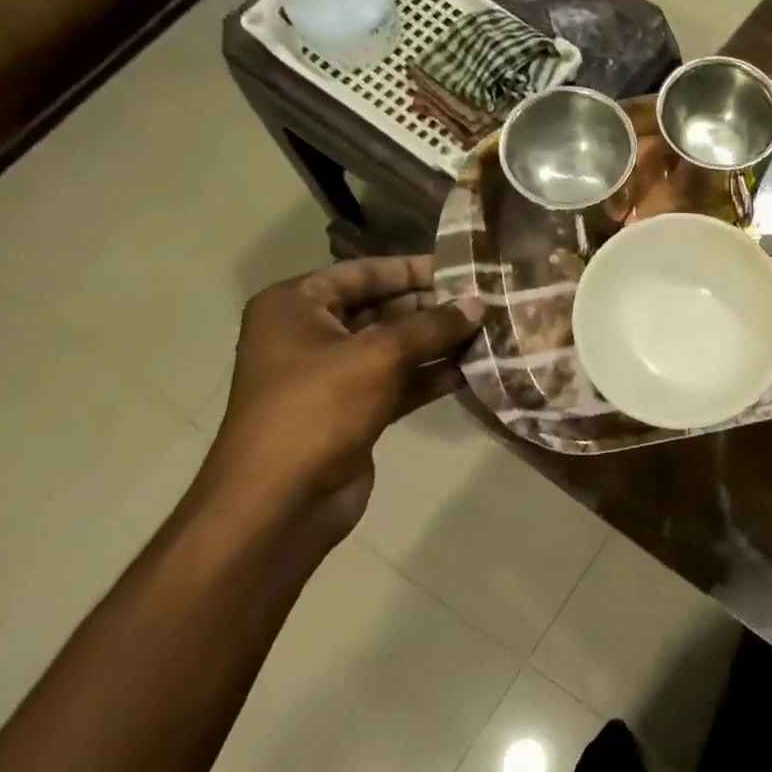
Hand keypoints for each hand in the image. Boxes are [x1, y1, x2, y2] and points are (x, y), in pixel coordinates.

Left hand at [193, 257, 481, 543]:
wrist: (280, 503)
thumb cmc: (317, 410)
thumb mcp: (378, 356)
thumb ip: (432, 326)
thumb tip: (478, 304)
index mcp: (296, 306)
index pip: (365, 272)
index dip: (415, 269)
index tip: (466, 269)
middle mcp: (311, 334)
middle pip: (383, 308)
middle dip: (434, 308)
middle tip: (487, 302)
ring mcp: (333, 375)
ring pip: (396, 347)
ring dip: (440, 342)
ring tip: (490, 331)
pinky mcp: (355, 410)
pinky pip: (401, 381)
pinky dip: (433, 376)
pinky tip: (475, 369)